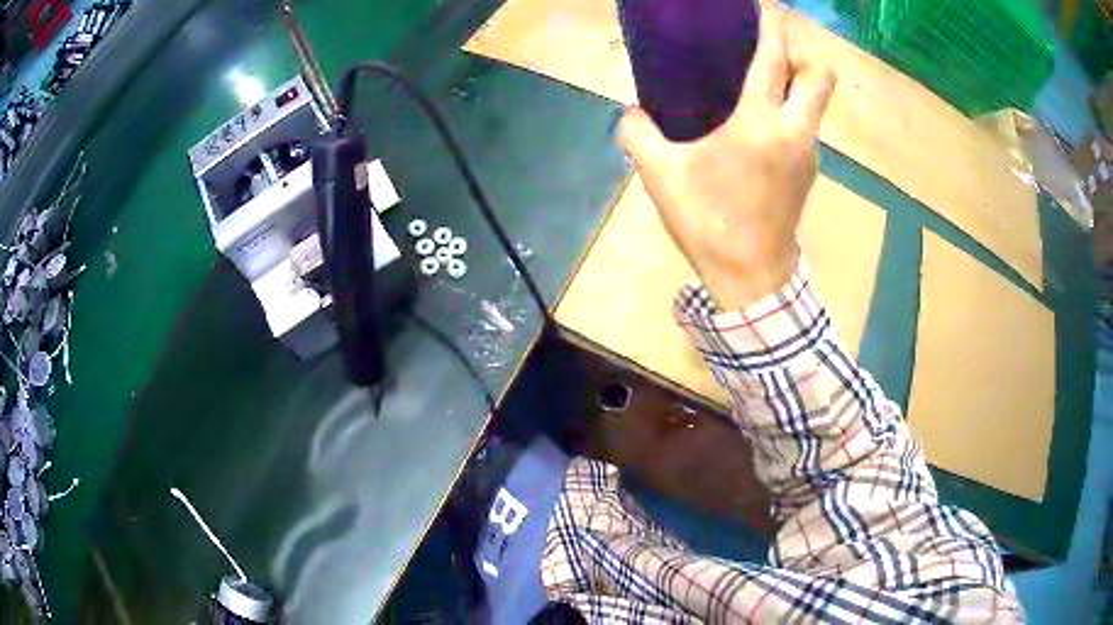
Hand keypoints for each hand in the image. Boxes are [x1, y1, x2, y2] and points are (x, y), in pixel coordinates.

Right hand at [618, 8, 834, 308]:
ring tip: (760, 85)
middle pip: (820, 75)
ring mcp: (808, 152)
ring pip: (817, 101)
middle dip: (800, 53)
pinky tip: (762, 126)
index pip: (774, 57)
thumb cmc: (710, 223)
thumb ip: (638, 133)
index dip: (771, 24)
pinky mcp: (810, 171)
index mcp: (759, 123)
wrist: (751, 277)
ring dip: (796, 83)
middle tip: (768, 53)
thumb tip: (634, 110)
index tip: (762, 5)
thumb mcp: (661, 176)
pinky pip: (808, 125)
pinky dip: (792, 111)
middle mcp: (794, 130)